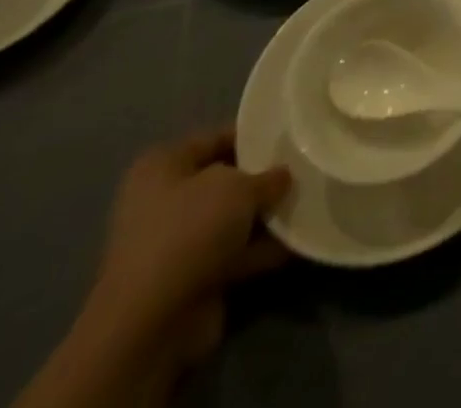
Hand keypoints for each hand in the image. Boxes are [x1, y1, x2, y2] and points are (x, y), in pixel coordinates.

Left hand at [85, 128, 291, 366]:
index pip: (217, 138)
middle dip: (263, 179)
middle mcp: (163, 201)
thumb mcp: (240, 187)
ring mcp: (175, 245)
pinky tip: (299, 241)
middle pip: (226, 180)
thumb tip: (283, 176)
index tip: (290, 136)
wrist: (151, 325)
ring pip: (232, 220)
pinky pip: (234, 255)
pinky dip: (262, 250)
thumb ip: (268, 176)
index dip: (255, 135)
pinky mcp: (190, 280)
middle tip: (304, 169)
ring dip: (265, 217)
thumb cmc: (189, 231)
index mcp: (162, 165)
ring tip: (309, 203)